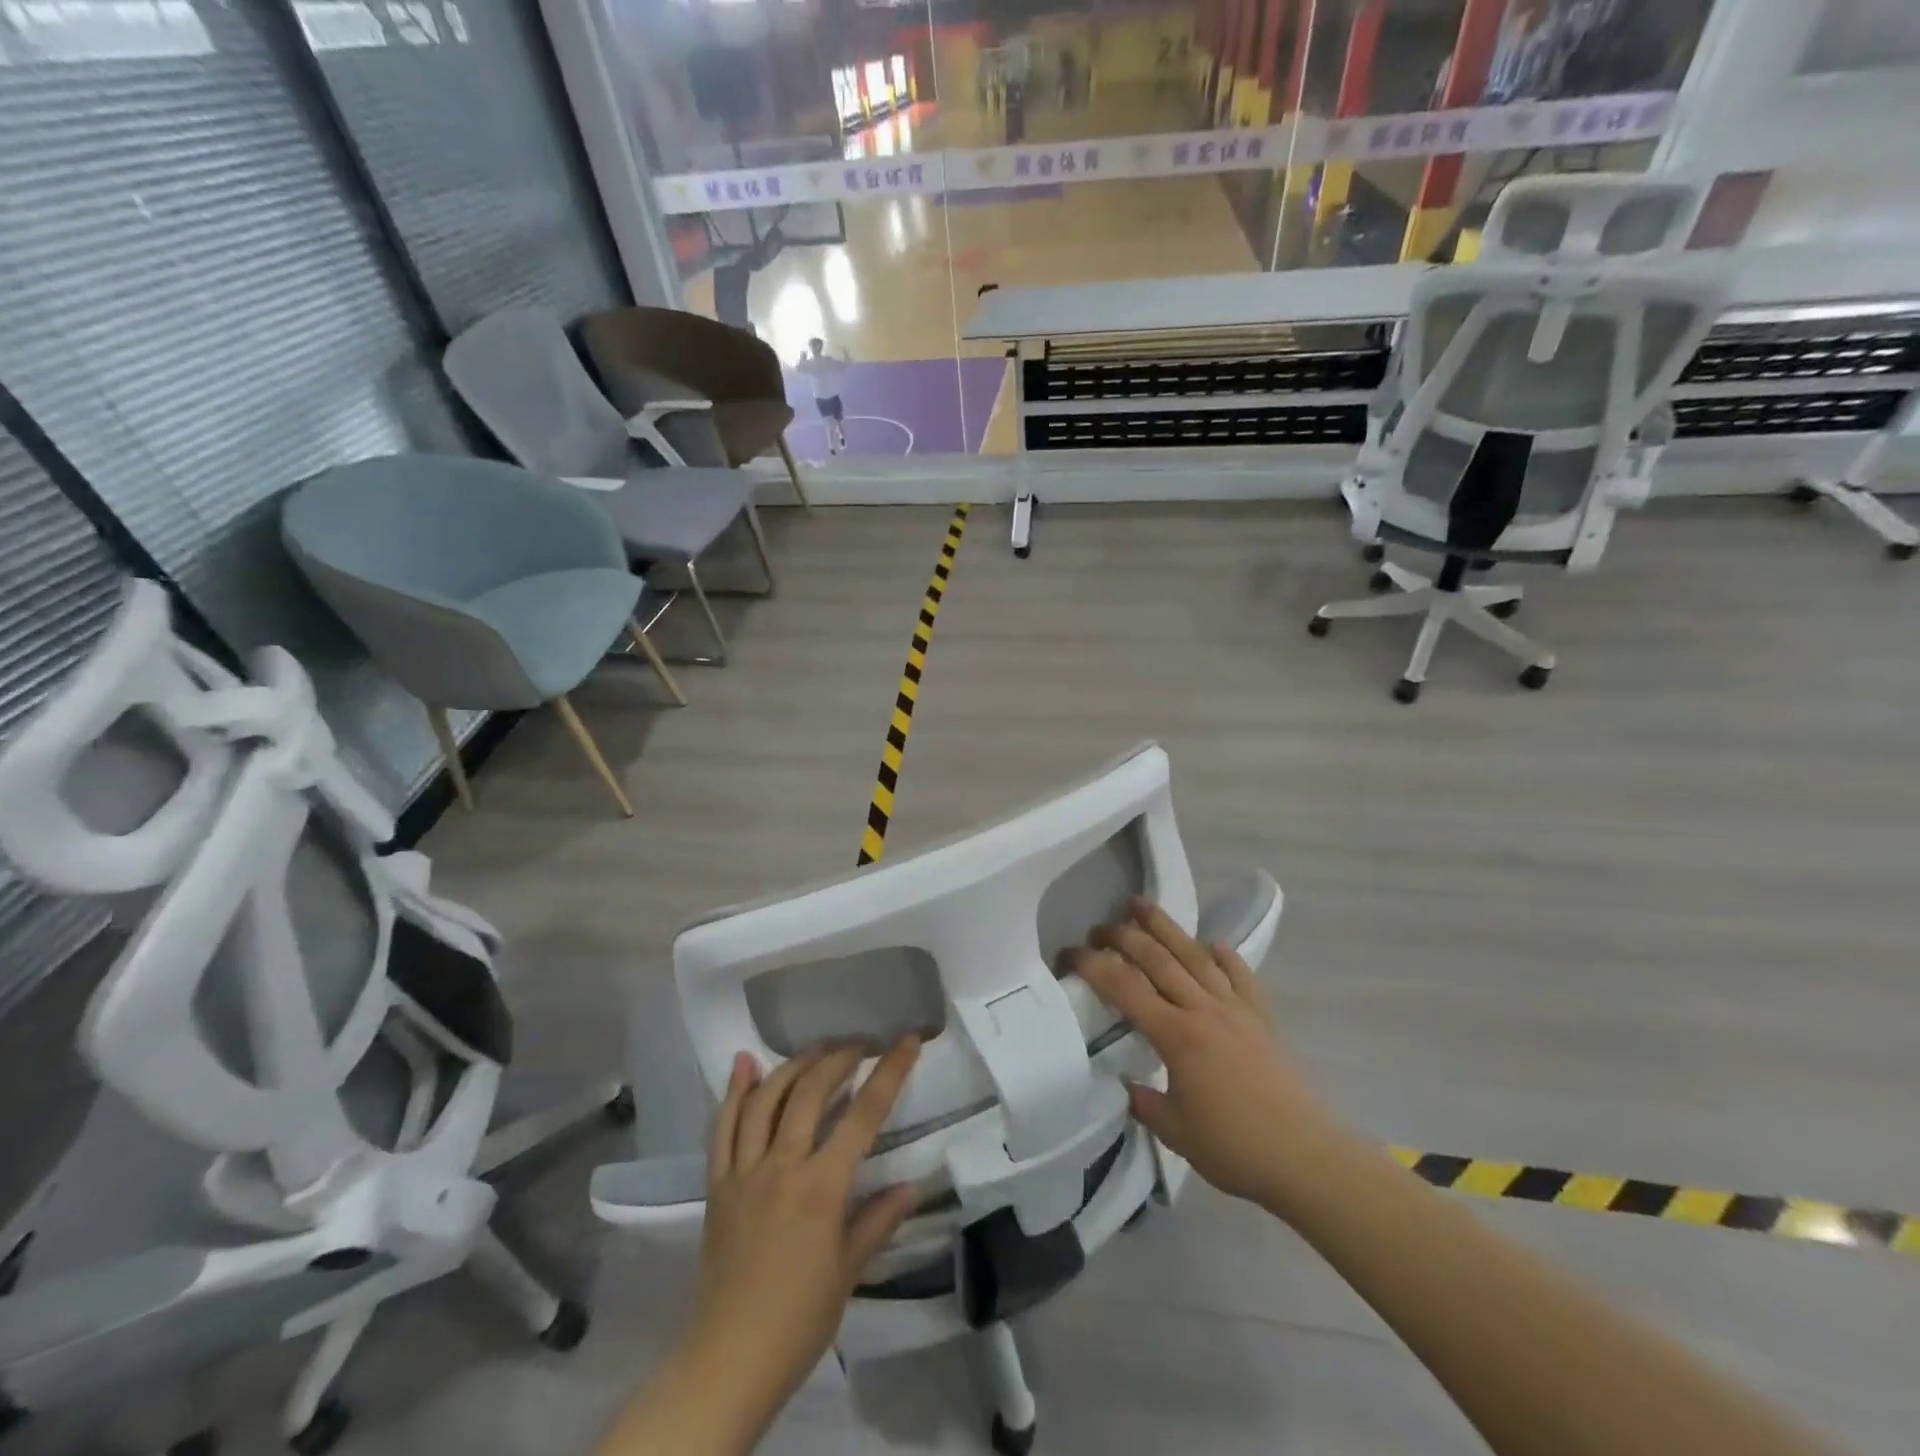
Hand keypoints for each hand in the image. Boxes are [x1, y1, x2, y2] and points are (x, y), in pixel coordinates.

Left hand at [683, 1039, 920, 1437]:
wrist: (727, 1361)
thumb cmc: (798, 1321)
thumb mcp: (848, 1272)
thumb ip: (878, 1220)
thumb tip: (912, 1185)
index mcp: (821, 1187)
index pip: (863, 1114)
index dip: (890, 1071)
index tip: (907, 1041)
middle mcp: (782, 1165)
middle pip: (811, 1091)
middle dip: (840, 1057)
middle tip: (862, 1044)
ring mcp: (744, 1171)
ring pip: (766, 1098)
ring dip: (795, 1064)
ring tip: (819, 1048)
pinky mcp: (717, 1184)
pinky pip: (723, 1127)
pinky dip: (734, 1091)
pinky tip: (745, 1063)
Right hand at [1072, 898, 1340, 1213]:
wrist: (1305, 1157)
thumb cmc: (1234, 1147)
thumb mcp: (1176, 1133)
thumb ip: (1145, 1103)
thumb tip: (1128, 1085)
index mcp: (1176, 1036)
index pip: (1124, 988)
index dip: (1093, 966)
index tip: (1070, 954)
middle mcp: (1203, 1010)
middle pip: (1157, 959)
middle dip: (1124, 937)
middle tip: (1100, 927)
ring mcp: (1236, 1009)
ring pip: (1194, 956)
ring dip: (1166, 928)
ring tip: (1142, 905)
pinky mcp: (1262, 1018)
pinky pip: (1240, 976)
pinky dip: (1224, 956)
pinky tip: (1212, 944)